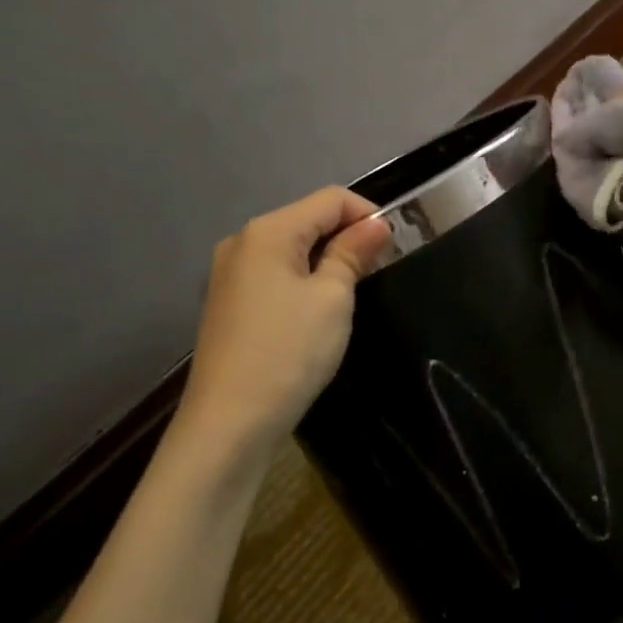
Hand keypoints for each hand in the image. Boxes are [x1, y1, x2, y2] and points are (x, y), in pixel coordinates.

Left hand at [176, 187, 392, 459]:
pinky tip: (317, 310)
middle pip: (307, 219)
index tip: (394, 246)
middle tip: (379, 270)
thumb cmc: (289, 352)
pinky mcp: (228, 303)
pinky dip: (303, 280)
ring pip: (291, 248)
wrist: (229, 423)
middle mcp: (242, 242)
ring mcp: (230, 274)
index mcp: (268, 231)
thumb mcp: (333, 298)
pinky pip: (275, 274)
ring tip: (353, 291)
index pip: (330, 199)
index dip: (368, 214)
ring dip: (326, 259)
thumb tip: (376, 224)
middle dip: (347, 236)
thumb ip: (353, 253)